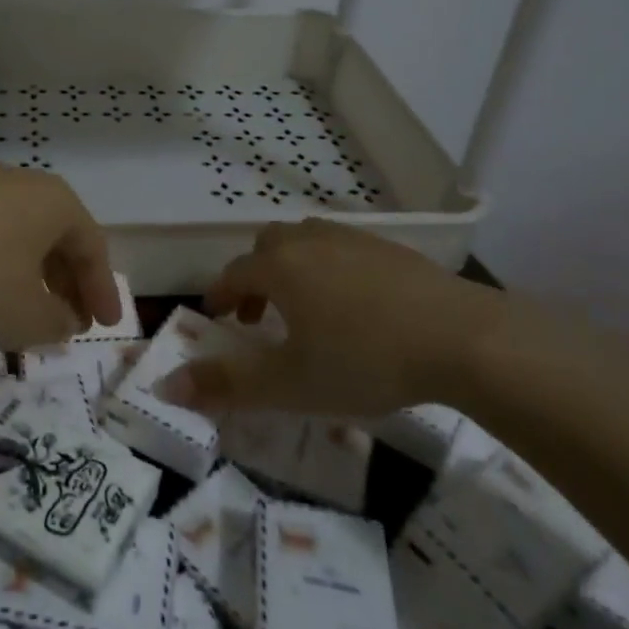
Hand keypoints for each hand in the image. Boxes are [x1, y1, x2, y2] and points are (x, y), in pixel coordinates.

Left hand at [0, 167, 119, 350]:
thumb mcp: (25, 317)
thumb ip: (56, 323)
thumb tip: (63, 318)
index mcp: (55, 203)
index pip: (93, 248)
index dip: (102, 291)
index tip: (105, 326)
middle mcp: (21, 185)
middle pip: (57, 238)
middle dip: (66, 283)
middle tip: (69, 322)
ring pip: (19, 236)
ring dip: (30, 276)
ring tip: (26, 313)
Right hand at [153, 219, 507, 415]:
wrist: (463, 339)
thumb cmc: (364, 360)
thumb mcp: (290, 385)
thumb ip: (226, 386)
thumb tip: (166, 387)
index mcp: (279, 268)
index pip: (233, 274)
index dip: (219, 295)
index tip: (216, 317)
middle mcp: (310, 242)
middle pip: (267, 247)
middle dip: (254, 277)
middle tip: (259, 317)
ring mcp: (355, 240)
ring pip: (306, 242)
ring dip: (292, 269)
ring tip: (305, 308)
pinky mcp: (393, 249)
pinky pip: (344, 249)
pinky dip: (331, 269)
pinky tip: (356, 306)